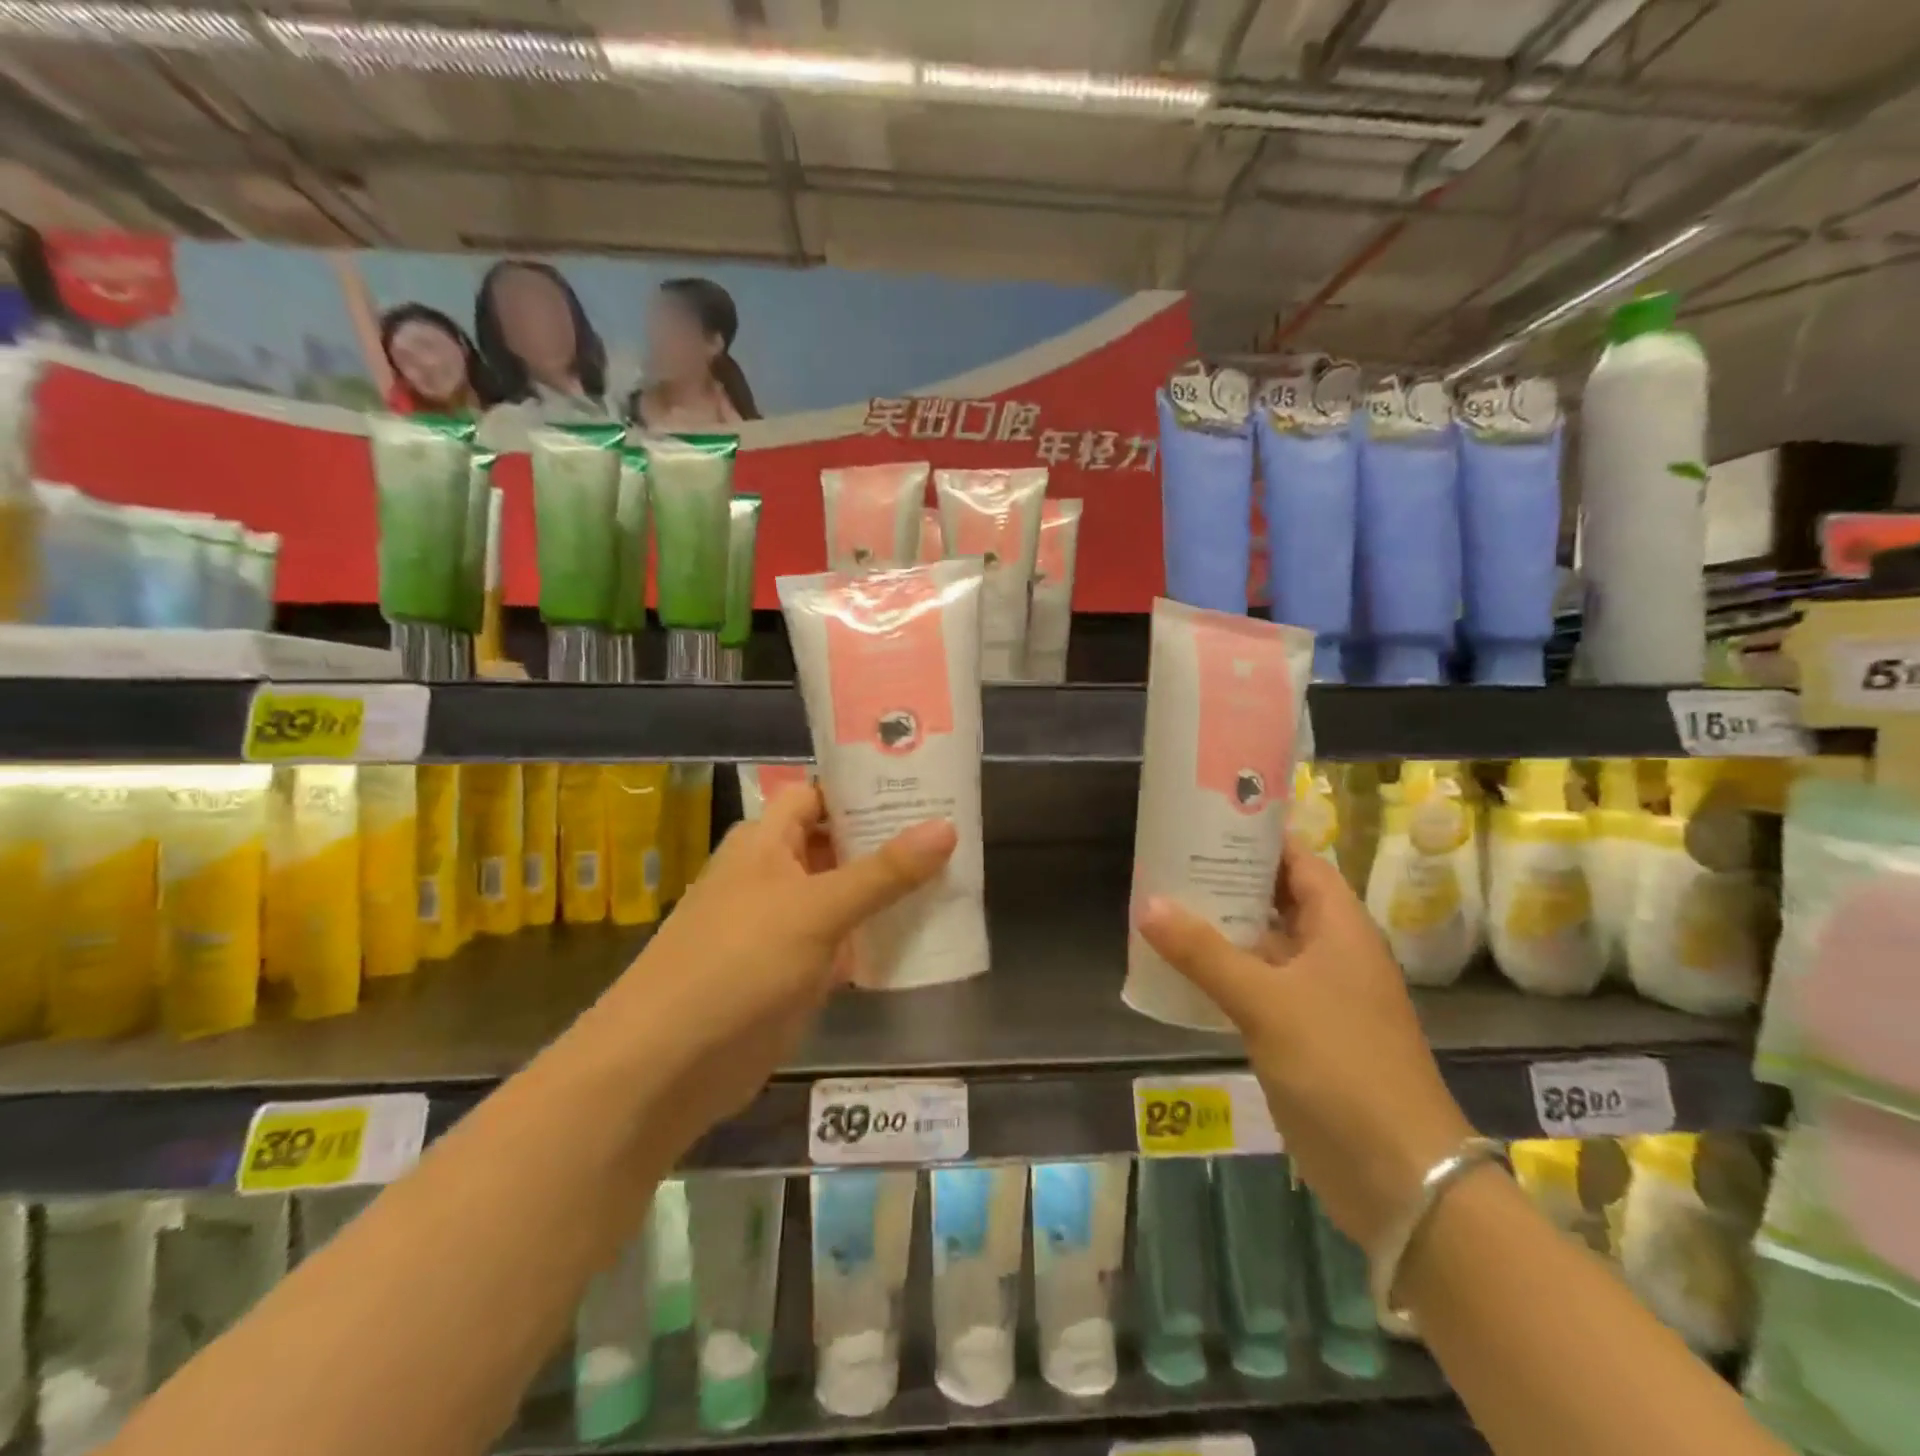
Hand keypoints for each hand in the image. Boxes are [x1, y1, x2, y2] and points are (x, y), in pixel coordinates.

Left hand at [598, 784, 956, 1147]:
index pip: (820, 795)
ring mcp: (784, 925)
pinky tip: (925, 936)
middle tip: (953, 829)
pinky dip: (877, 939)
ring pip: (845, 896)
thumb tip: (947, 826)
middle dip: (888, 840)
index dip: (865, 787)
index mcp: (766, 841)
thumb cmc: (739, 962)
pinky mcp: (794, 972)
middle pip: (838, 844)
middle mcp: (773, 874)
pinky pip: (844, 943)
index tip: (921, 782)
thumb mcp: (817, 908)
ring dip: (888, 891)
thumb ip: (884, 871)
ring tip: (954, 876)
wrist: (669, 1064)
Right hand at [1137, 843, 1473, 1249]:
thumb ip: (1204, 952)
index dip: (1258, 836)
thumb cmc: (1341, 1066)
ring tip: (1163, 901)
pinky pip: (1256, 986)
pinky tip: (1179, 967)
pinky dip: (1222, 972)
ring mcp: (1317, 995)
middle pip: (1277, 898)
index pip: (1298, 861)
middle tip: (1171, 858)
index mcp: (1340, 927)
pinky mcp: (1301, 1034)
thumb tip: (1147, 903)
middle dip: (1228, 879)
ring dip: (1221, 927)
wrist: (1398, 1175)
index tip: (1207, 818)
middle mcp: (1331, 952)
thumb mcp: (1266, 1002)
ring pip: (1263, 944)